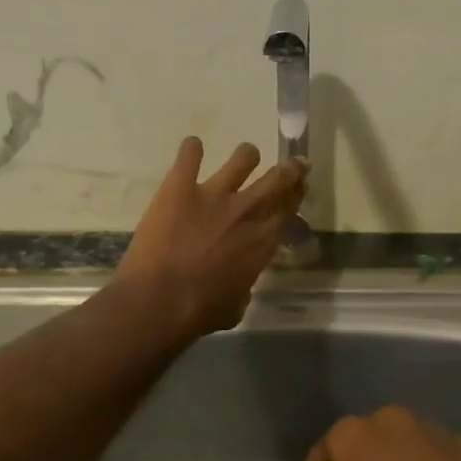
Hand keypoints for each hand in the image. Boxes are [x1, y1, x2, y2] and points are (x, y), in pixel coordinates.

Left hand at [116, 136, 307, 336]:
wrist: (159, 300)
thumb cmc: (200, 311)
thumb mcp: (235, 307)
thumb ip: (243, 287)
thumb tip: (239, 284)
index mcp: (263, 242)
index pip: (288, 210)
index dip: (297, 196)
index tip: (301, 187)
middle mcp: (246, 211)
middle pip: (278, 179)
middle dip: (290, 170)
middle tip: (294, 164)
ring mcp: (214, 194)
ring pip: (243, 159)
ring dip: (247, 156)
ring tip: (246, 156)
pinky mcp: (180, 186)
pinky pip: (190, 155)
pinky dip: (192, 150)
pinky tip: (192, 148)